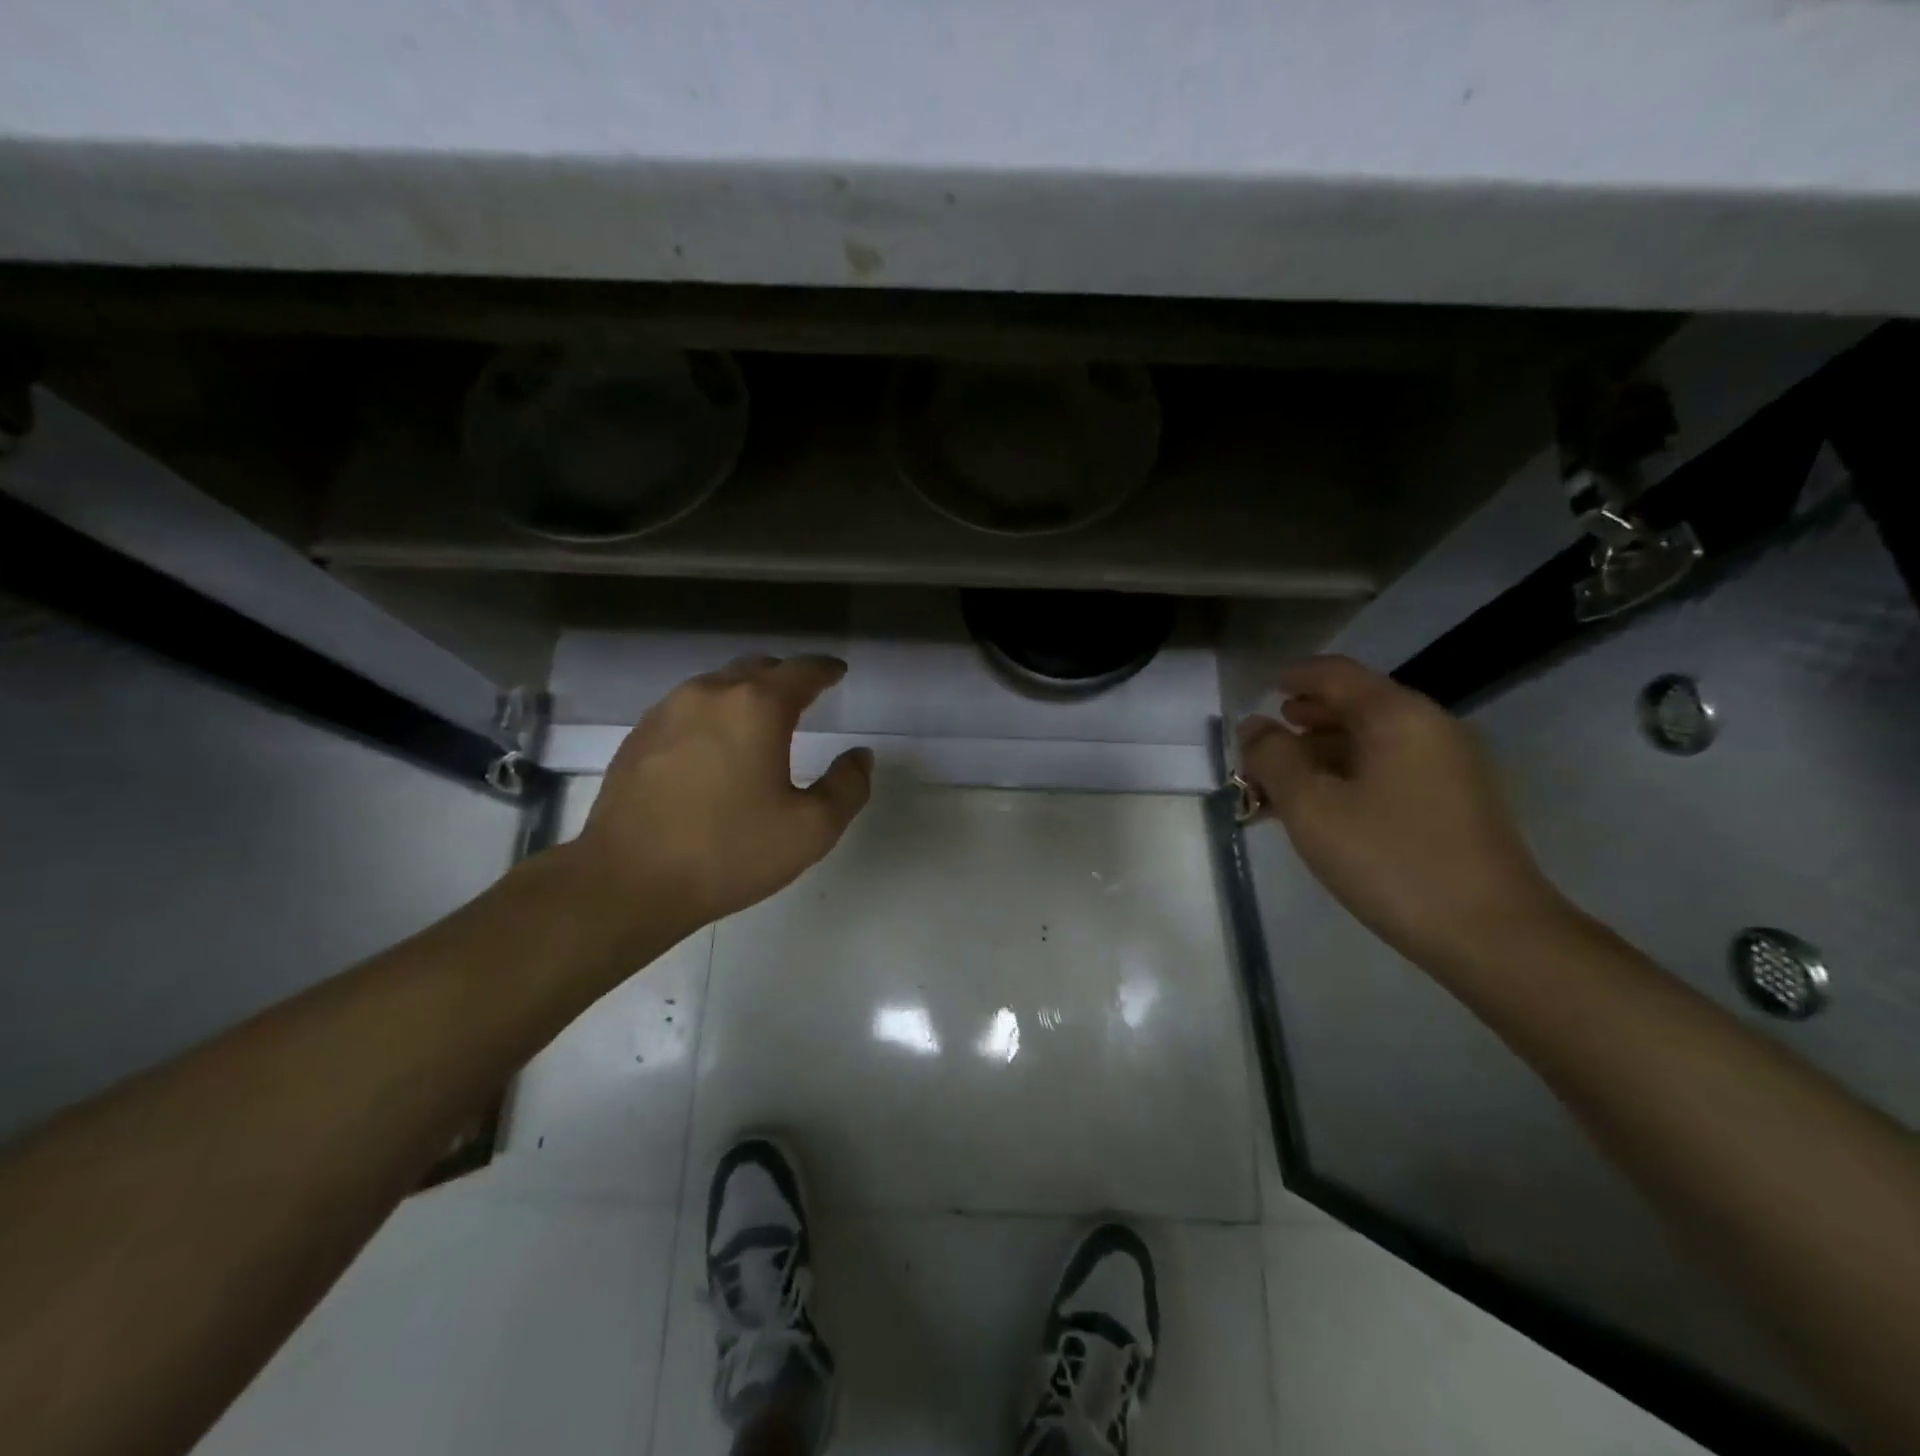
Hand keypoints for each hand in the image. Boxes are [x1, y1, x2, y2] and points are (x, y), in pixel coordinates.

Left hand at [566, 655, 871, 943]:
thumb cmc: (729, 852)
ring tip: (759, 721)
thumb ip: (847, 786)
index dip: (825, 669)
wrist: (627, 881)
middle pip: (757, 668)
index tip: (837, 673)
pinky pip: (687, 708)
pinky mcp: (639, 735)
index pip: (801, 670)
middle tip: (804, 696)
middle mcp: (710, 693)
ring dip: (745, 694)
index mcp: (757, 706)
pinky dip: (712, 714)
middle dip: (785, 677)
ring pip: (718, 685)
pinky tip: (714, 747)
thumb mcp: (811, 829)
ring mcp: (667, 711)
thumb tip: (860, 757)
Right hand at [1237, 655, 1569, 973]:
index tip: (1261, 691)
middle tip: (1261, 749)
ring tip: (1279, 787)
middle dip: (1302, 723)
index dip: (1294, 677)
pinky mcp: (1454, 802)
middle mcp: (1429, 728)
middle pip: (1354, 706)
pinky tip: (1321, 810)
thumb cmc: (1391, 860)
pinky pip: (1388, 770)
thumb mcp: (1312, 807)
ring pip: (1369, 742)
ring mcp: (1448, 766)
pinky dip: (1347, 777)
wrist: (1492, 935)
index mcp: (1398, 716)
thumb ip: (1273, 759)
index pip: (1336, 674)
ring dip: (1319, 755)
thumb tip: (1254, 728)